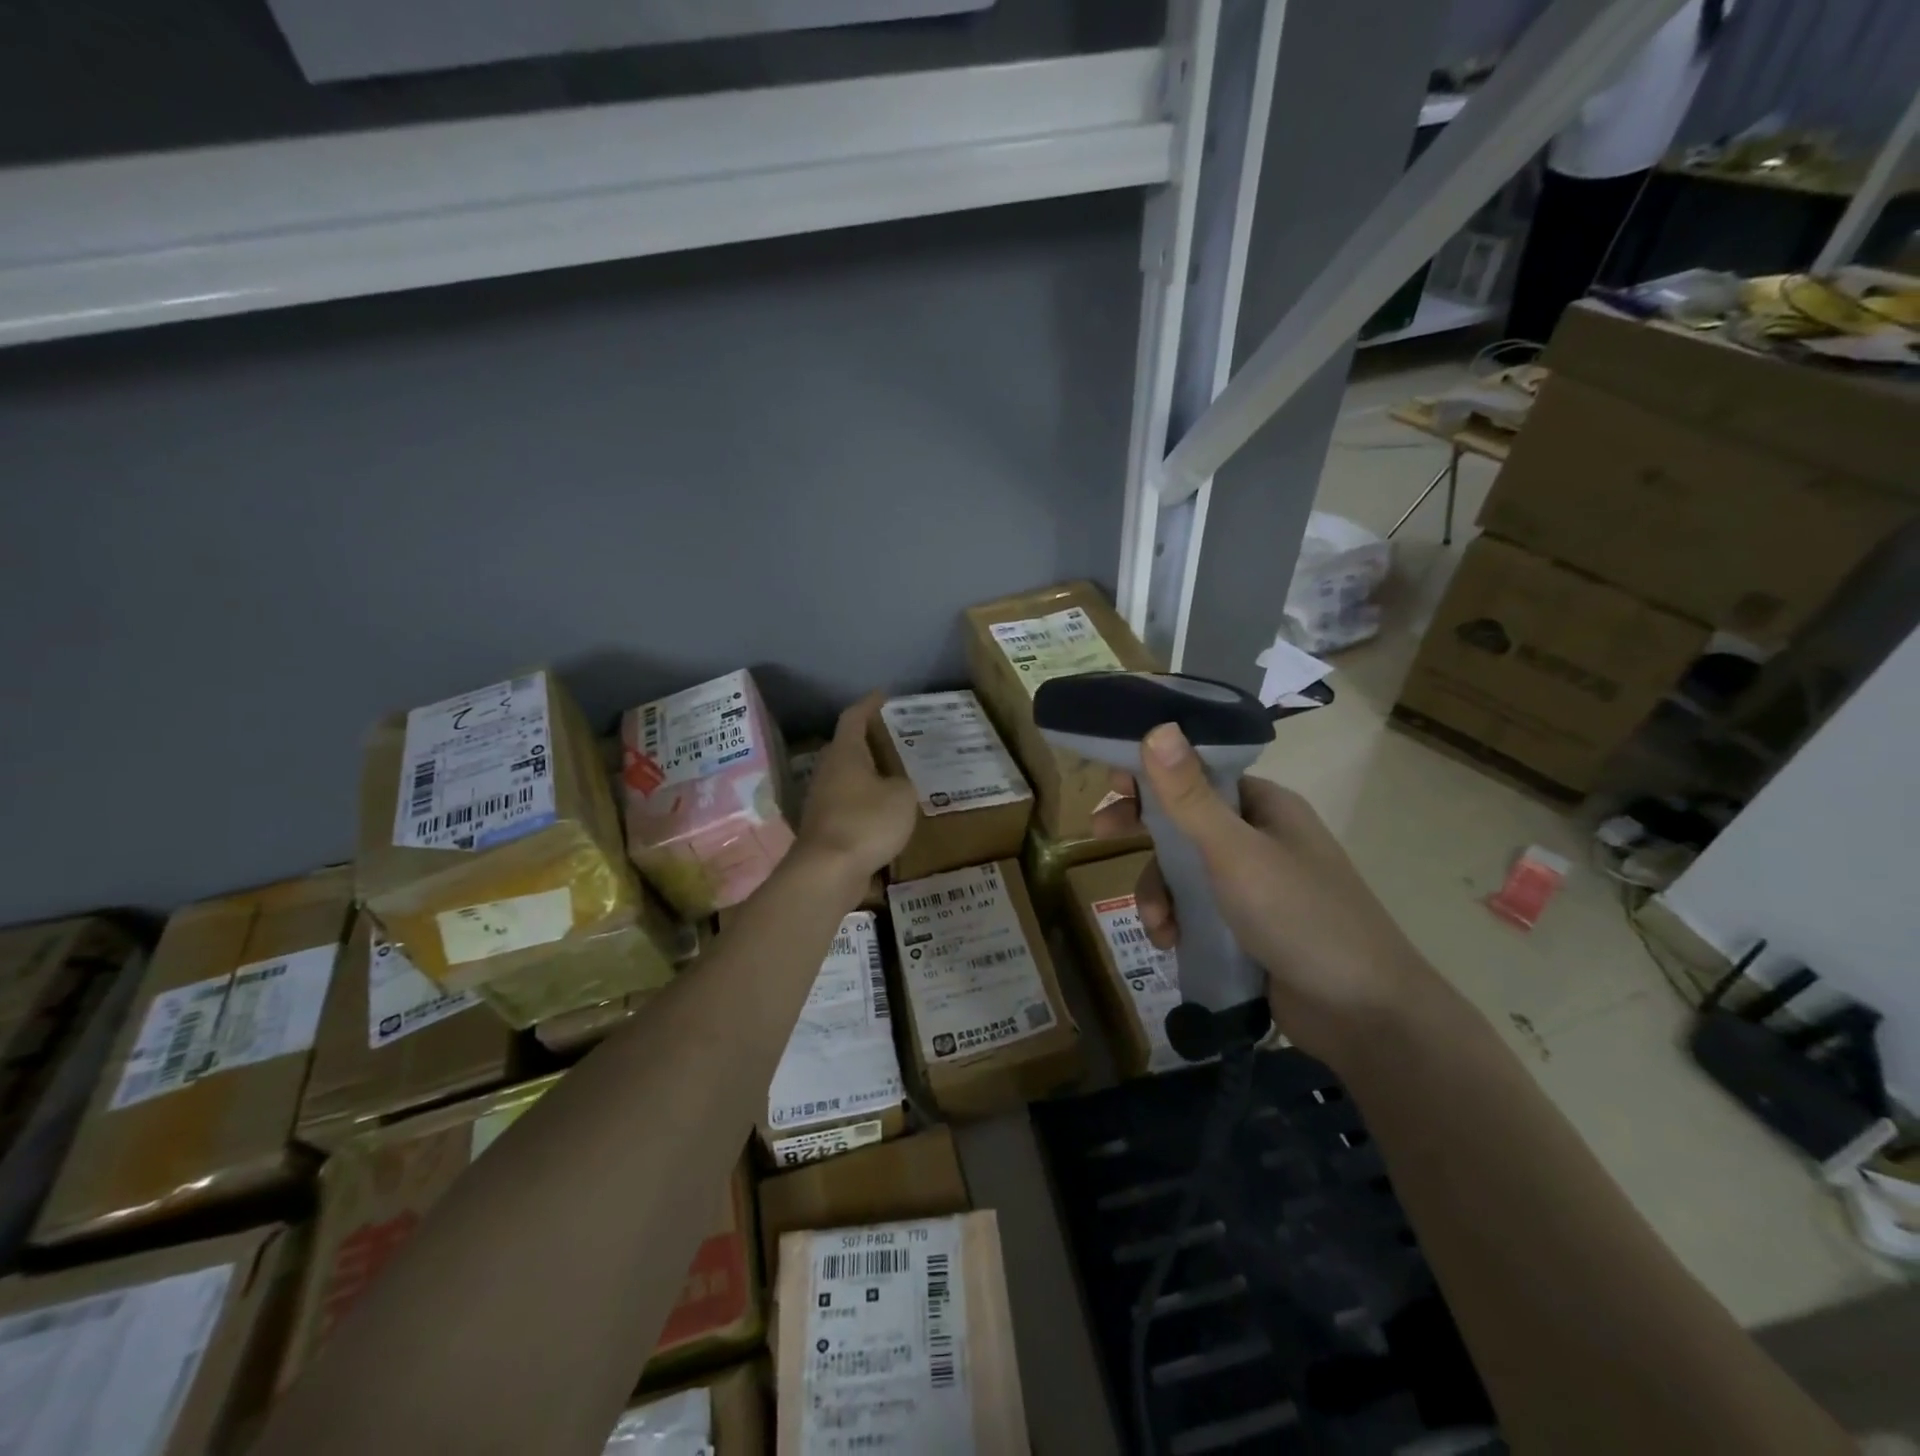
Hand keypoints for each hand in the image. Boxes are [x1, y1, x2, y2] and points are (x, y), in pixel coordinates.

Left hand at [795, 694, 917, 885]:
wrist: (828, 871)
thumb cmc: (867, 822)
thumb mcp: (902, 797)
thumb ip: (902, 784)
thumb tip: (894, 786)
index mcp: (845, 754)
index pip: (854, 718)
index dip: (869, 705)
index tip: (882, 696)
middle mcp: (828, 771)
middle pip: (846, 747)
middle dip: (867, 741)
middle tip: (891, 739)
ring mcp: (821, 800)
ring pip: (845, 778)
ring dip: (865, 775)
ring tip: (892, 776)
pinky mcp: (823, 827)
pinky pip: (846, 805)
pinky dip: (863, 803)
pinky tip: (882, 813)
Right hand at [1093, 724, 1432, 1058]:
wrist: (1363, 1015)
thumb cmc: (1301, 916)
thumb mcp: (1235, 853)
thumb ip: (1190, 797)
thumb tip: (1158, 728)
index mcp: (1264, 806)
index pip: (1198, 773)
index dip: (1153, 775)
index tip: (1112, 786)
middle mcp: (1258, 838)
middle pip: (1184, 821)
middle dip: (1144, 834)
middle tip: (1100, 834)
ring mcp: (1253, 885)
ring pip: (1183, 871)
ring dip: (1158, 892)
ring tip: (1158, 925)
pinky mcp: (1245, 927)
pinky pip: (1195, 910)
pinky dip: (1176, 922)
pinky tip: (1171, 944)